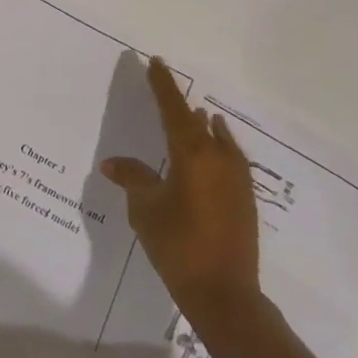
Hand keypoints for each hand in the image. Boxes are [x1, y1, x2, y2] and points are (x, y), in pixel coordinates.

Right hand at [100, 57, 261, 310]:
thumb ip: (132, 179)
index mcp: (192, 154)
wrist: (225, 295)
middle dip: (179, 103)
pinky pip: (228, 158)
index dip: (162, 85)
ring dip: (202, 125)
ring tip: (195, 114)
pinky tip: (214, 148)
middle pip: (196, 120)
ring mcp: (236, 179)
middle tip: (164, 87)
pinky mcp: (244, 199)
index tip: (155, 61)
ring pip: (217, 139)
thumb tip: (113, 163)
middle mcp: (218, 158)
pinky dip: (218, 146)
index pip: (173, 108)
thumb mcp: (145, 209)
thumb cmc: (178, 245)